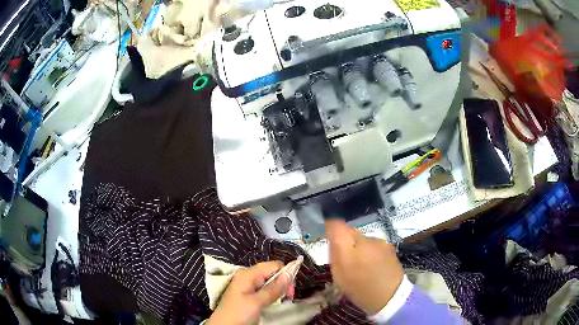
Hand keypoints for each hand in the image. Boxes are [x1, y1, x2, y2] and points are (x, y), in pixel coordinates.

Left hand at [206, 261, 293, 324]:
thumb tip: (290, 272)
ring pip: (269, 282)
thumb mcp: (257, 302)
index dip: (285, 274)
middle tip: (287, 297)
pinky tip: (271, 302)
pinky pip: (264, 289)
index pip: (274, 265)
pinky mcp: (248, 294)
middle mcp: (248, 276)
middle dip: (282, 283)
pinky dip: (270, 294)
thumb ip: (274, 288)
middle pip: (272, 273)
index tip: (291, 290)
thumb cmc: (239, 313)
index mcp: (248, 273)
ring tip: (280, 301)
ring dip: (277, 290)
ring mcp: (247, 285)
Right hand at [326, 219, 403, 314]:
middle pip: (350, 232)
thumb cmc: (360, 289)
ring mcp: (379, 242)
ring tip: (361, 264)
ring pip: (362, 239)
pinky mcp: (389, 246)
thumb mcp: (340, 276)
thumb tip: (331, 237)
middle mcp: (365, 240)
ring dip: (358, 247)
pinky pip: (373, 244)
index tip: (330, 237)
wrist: (391, 296)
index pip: (337, 226)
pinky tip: (373, 264)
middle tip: (345, 259)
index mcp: (349, 249)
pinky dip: (370, 251)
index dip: (331, 228)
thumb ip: (334, 254)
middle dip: (345, 241)